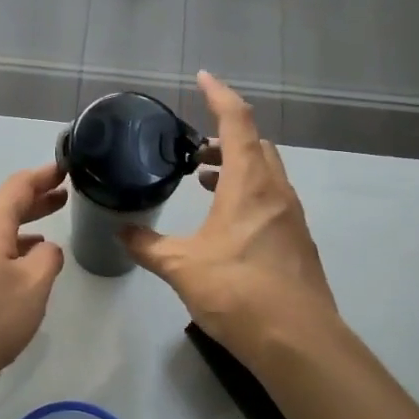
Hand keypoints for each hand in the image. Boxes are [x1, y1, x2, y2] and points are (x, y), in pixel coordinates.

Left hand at [0, 162, 67, 392]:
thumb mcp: (32, 287)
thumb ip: (47, 260)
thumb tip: (47, 248)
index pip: (18, 186)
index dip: (43, 175)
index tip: (65, 168)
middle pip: (6, 207)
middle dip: (35, 200)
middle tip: (64, 196)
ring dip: (24, 227)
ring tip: (49, 231)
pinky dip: (11, 250)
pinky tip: (22, 269)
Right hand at [123, 73, 341, 370]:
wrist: (296, 340)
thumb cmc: (237, 291)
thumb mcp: (181, 266)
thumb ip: (147, 246)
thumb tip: (121, 232)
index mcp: (249, 184)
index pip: (237, 122)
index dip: (219, 95)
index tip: (202, 77)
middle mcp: (276, 191)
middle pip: (256, 144)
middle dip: (225, 135)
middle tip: (193, 146)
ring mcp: (291, 217)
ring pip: (266, 172)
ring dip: (236, 166)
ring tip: (203, 179)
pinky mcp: (296, 241)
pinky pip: (270, 198)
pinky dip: (247, 192)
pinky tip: (224, 221)